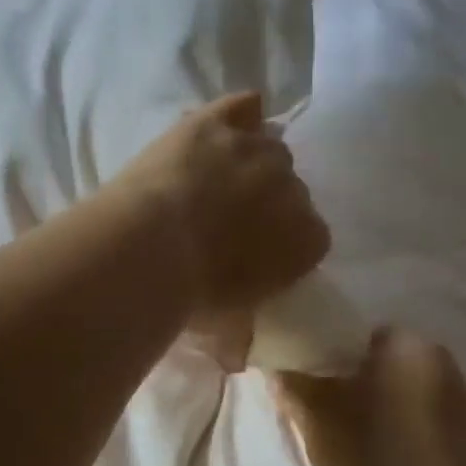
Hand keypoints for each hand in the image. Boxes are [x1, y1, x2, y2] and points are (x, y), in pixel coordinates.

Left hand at [110, 92, 330, 369]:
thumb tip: (236, 360)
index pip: (314, 234)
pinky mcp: (217, 124)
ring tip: (221, 175)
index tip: (260, 252)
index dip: (287, 242)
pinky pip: (243, 106)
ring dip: (251, 161)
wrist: (151, 250)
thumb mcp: (227, 327)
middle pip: (292, 186)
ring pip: (269, 146)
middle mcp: (292, 187)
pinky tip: (226, 124)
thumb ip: (241, 336)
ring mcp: (255, 149)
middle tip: (233, 216)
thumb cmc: (195, 297)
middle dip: (268, 200)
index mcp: (307, 238)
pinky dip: (238, 113)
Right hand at [275, 328, 465, 465]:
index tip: (313, 382)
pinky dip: (406, 431)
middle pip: (388, 364)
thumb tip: (278, 367)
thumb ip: (295, 386)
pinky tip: (386, 460)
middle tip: (328, 412)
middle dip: (360, 382)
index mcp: (409, 345)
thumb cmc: (373, 457)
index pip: (362, 335)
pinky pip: (426, 422)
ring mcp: (463, 403)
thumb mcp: (317, 421)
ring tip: (356, 440)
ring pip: (408, 394)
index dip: (332, 356)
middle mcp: (444, 362)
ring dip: (385, 407)